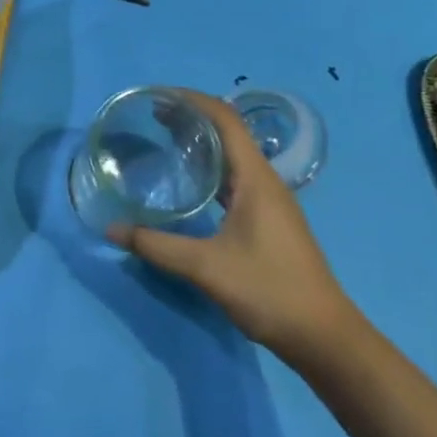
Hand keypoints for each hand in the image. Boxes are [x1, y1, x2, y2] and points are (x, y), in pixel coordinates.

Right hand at [111, 90, 355, 361]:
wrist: (326, 339)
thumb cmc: (270, 291)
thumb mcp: (206, 268)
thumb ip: (156, 246)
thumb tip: (110, 229)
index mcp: (255, 178)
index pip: (224, 118)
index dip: (192, 100)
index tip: (157, 97)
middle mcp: (264, 180)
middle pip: (227, 131)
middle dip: (190, 116)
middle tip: (151, 115)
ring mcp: (269, 200)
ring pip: (231, 154)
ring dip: (200, 141)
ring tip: (164, 138)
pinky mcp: (268, 218)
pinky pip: (234, 176)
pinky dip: (209, 166)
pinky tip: (189, 181)